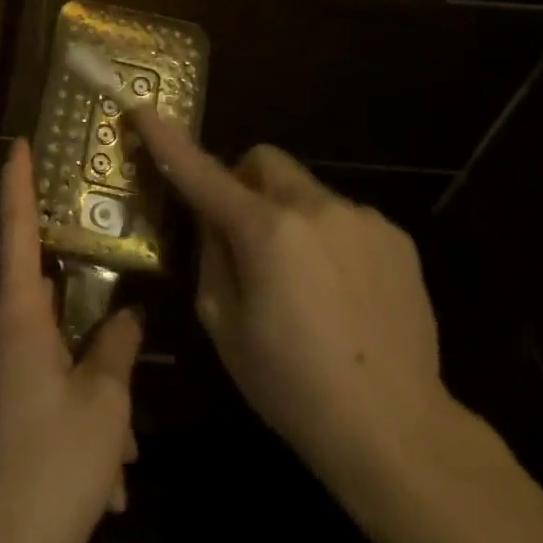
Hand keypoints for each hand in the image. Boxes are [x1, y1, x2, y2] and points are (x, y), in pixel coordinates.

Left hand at [0, 139, 140, 542]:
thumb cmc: (48, 466)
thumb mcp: (103, 406)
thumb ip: (118, 350)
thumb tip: (129, 317)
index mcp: (19, 315)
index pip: (17, 229)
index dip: (18, 182)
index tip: (18, 141)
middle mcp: (0, 331)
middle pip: (53, 302)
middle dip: (97, 329)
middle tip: (133, 347)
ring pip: (58, 357)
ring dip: (95, 394)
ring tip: (126, 451)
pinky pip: (45, 391)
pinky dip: (78, 421)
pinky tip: (107, 478)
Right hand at [130, 110, 453, 492]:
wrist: (399, 432)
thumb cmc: (292, 385)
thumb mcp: (223, 323)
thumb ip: (211, 255)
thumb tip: (212, 218)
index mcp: (265, 230)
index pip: (202, 171)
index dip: (167, 140)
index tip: (143, 109)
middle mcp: (315, 207)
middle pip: (263, 161)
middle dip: (244, 183)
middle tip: (243, 233)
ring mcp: (362, 219)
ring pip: (305, 191)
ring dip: (289, 216)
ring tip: (303, 281)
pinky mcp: (396, 239)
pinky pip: (343, 218)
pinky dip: (327, 238)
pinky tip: (341, 292)